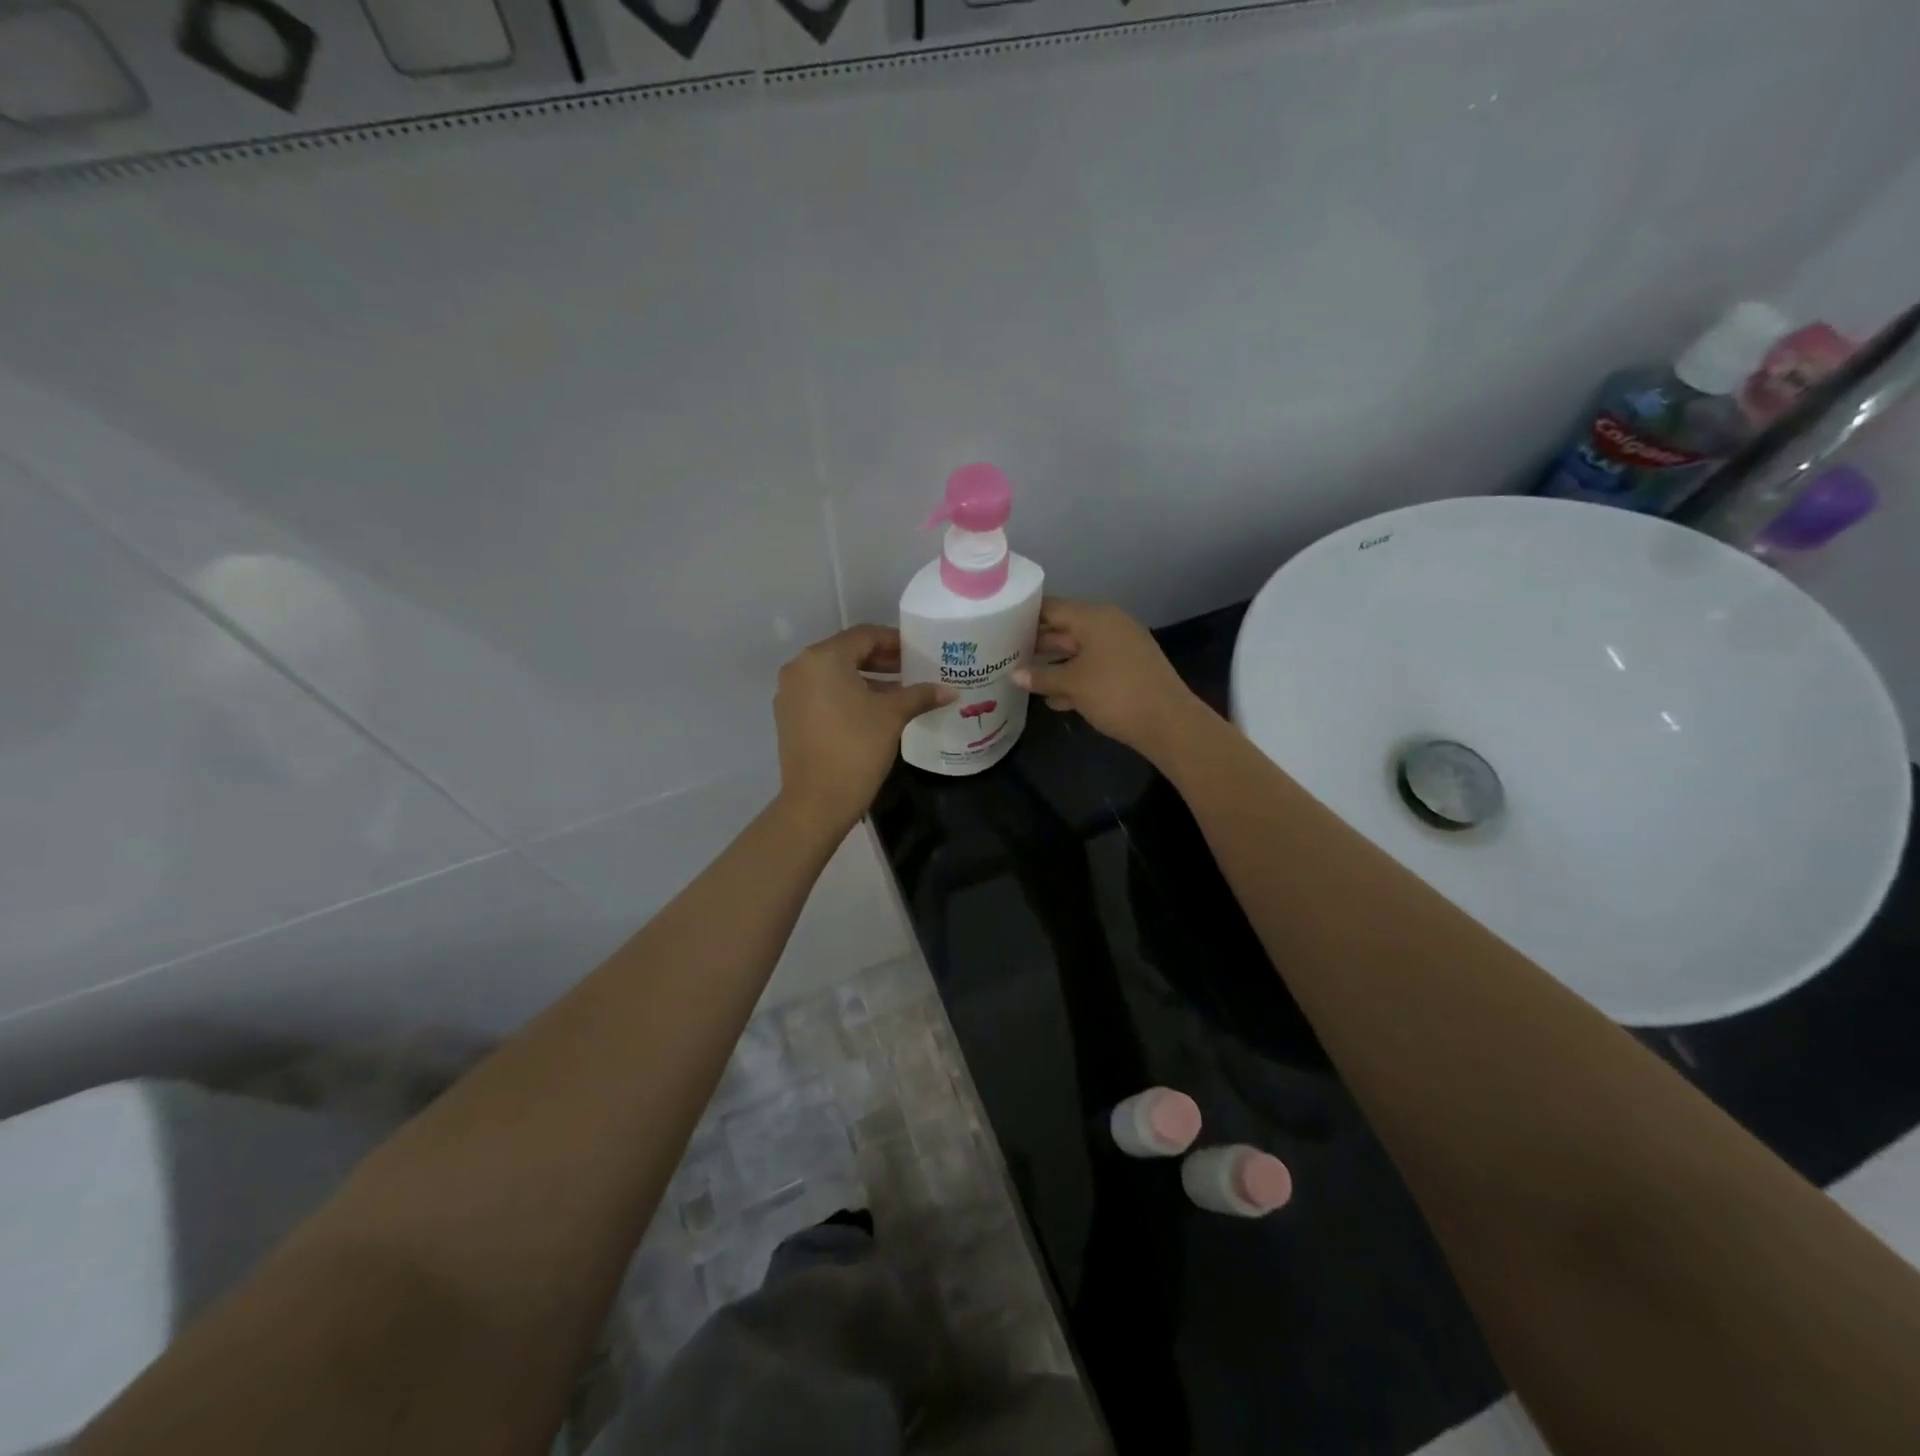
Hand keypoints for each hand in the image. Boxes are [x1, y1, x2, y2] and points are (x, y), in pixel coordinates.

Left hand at [775, 625, 954, 833]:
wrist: (817, 801)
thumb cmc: (856, 748)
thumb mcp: (892, 716)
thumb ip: (920, 695)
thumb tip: (951, 690)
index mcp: (823, 658)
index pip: (865, 636)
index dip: (895, 641)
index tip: (919, 651)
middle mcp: (800, 668)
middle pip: (847, 653)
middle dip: (882, 661)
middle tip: (913, 670)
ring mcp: (790, 693)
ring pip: (834, 675)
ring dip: (866, 679)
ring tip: (899, 692)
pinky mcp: (789, 717)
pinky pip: (822, 694)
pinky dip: (847, 695)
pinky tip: (873, 711)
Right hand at [1013, 598, 1206, 762]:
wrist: (1168, 722)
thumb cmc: (1115, 693)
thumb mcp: (1071, 684)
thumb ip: (1040, 676)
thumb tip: (1015, 675)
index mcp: (1094, 617)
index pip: (1052, 608)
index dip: (1025, 616)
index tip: (999, 626)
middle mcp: (1108, 625)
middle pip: (1064, 629)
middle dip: (1036, 644)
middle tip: (1005, 655)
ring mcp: (1120, 648)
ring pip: (1077, 651)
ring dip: (1053, 665)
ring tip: (1022, 678)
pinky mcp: (1127, 670)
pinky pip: (1093, 667)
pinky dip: (1074, 679)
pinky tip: (1053, 699)